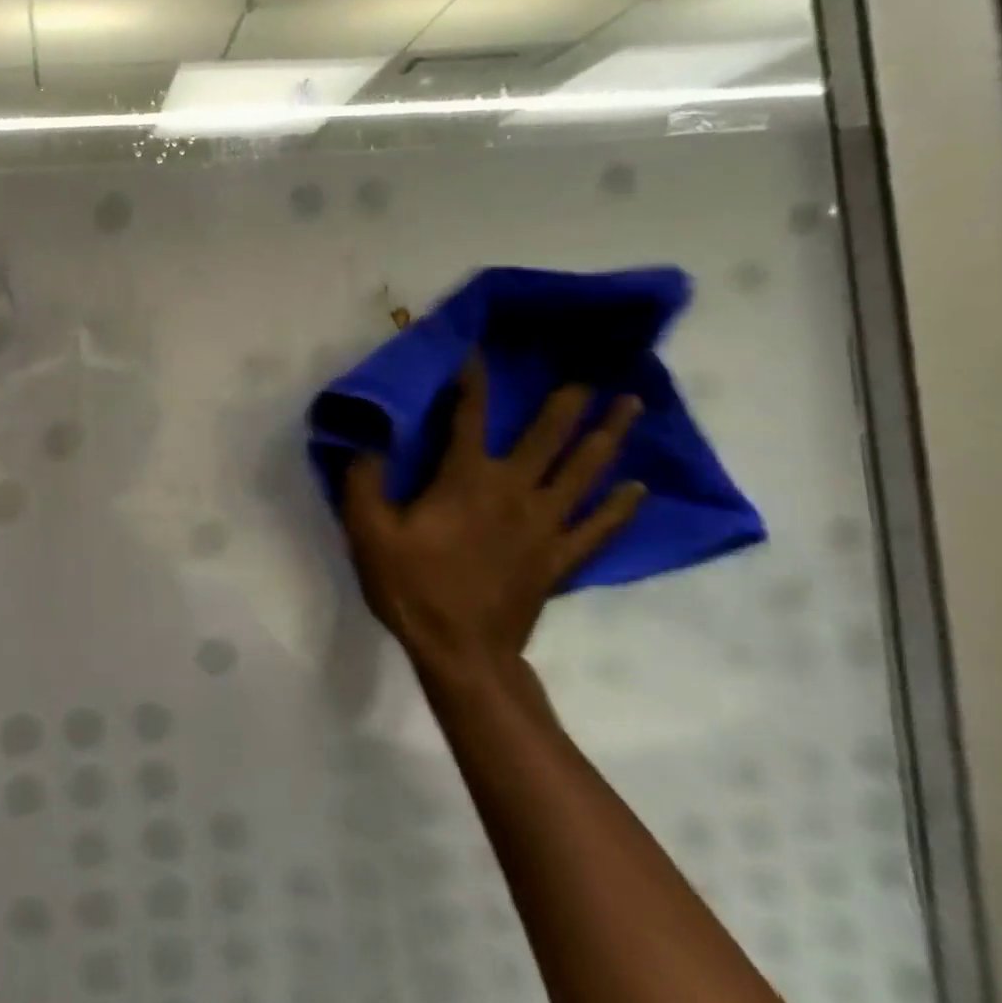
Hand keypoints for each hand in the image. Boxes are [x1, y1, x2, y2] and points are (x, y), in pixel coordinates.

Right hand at [342, 356, 644, 687]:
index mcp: (466, 478)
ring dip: (607, 436)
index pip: (469, 415)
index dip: (471, 380)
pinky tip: (638, 488)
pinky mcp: (560, 558)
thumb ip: (363, 480)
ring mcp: (545, 525)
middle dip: (569, 399)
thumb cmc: (412, 587)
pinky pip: (599, 527)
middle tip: (594, 367)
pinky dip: (620, 506)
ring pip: (583, 472)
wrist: (462, 652)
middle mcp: (513, 490)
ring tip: (631, 406)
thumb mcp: (367, 532)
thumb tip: (366, 439)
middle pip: (548, 436)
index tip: (477, 350)